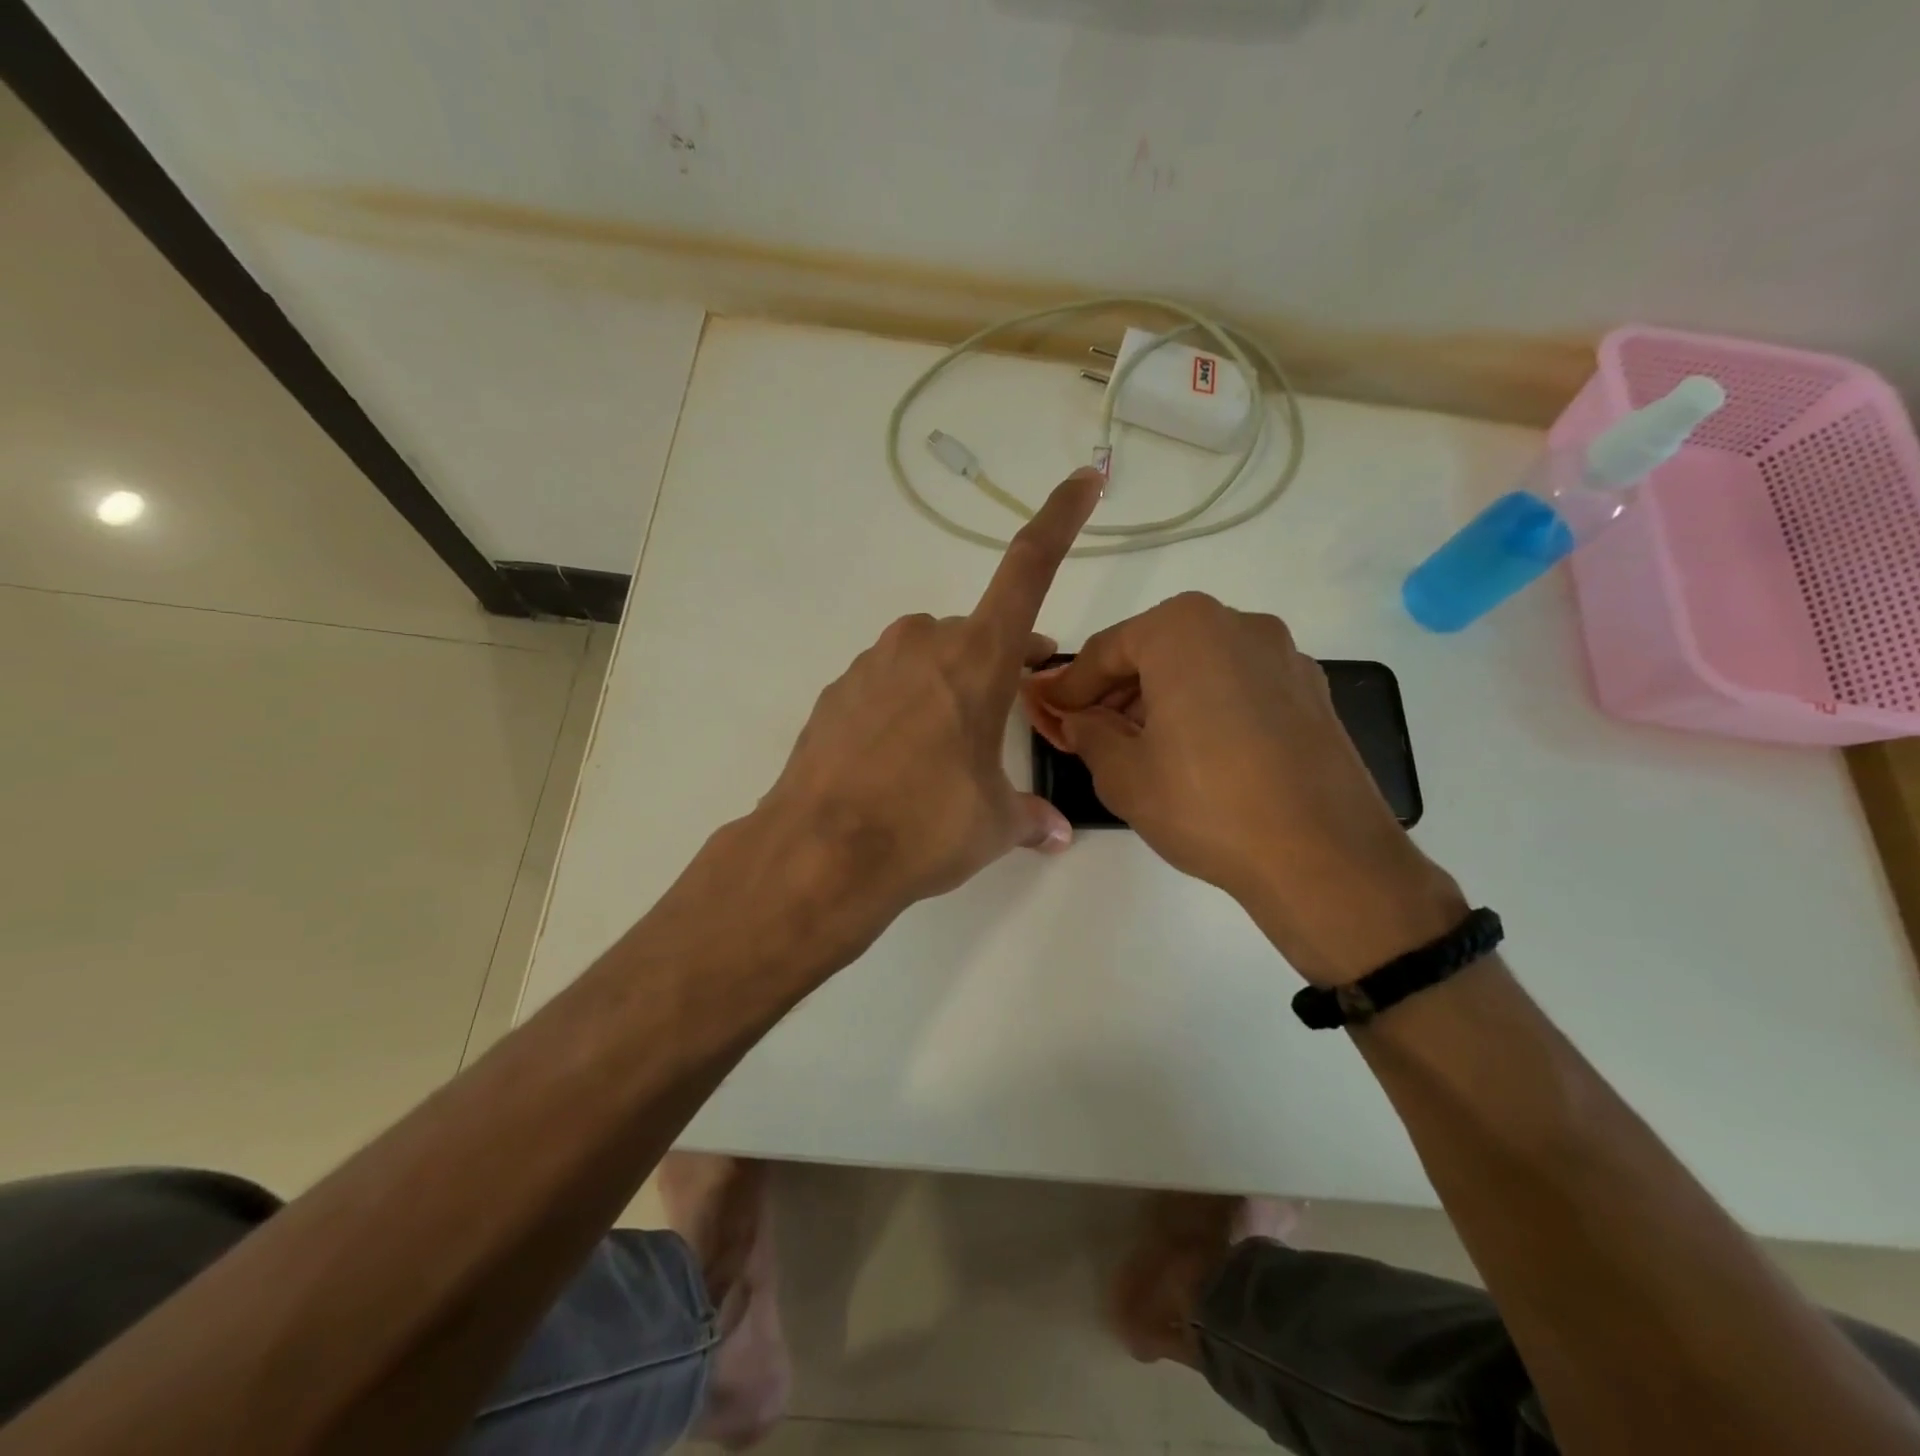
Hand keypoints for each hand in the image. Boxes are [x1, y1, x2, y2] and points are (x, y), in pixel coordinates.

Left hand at [758, 470, 1103, 933]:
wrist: (820, 852)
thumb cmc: (926, 825)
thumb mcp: (994, 823)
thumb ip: (1029, 816)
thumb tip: (1054, 832)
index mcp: (977, 657)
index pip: (1030, 568)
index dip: (1060, 519)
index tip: (1084, 481)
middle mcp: (923, 643)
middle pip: (977, 633)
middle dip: (1000, 661)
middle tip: (1012, 706)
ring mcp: (872, 664)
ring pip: (929, 658)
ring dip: (950, 685)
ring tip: (947, 750)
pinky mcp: (837, 692)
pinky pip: (887, 684)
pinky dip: (905, 706)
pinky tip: (897, 760)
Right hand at [1027, 593, 1464, 984]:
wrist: (1325, 859)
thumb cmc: (1207, 805)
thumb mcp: (1124, 774)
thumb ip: (1087, 732)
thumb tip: (1075, 718)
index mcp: (1184, 629)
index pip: (1105, 651)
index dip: (1069, 686)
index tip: (1046, 711)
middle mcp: (1238, 624)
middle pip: (1154, 650)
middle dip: (1114, 691)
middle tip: (1086, 731)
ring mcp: (1283, 655)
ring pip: (1198, 666)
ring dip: (1158, 698)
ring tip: (1137, 747)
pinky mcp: (1311, 691)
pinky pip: (1237, 685)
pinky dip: (1204, 706)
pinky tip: (1192, 751)